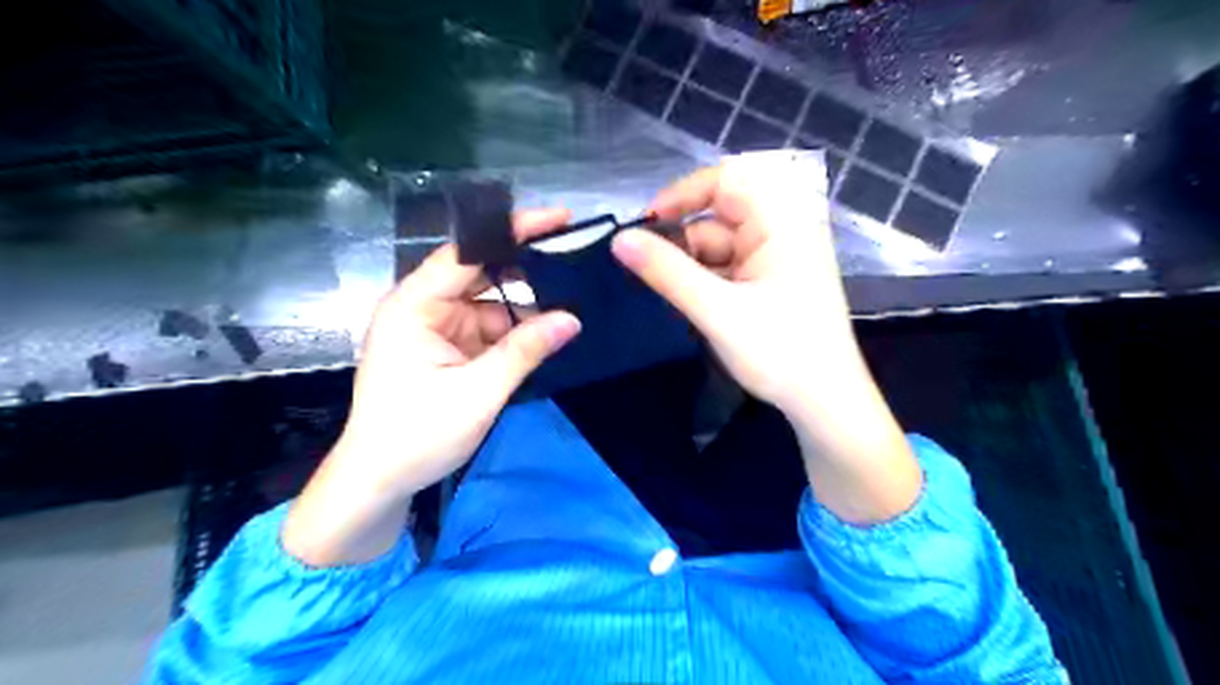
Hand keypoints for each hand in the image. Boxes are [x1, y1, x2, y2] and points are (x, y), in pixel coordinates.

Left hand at [283, 210, 577, 567]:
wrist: (379, 482)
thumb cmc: (417, 435)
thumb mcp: (478, 392)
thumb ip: (526, 351)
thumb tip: (574, 319)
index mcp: (414, 305)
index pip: (467, 252)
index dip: (512, 230)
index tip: (558, 219)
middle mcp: (422, 306)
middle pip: (480, 271)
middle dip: (524, 269)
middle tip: (573, 260)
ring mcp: (435, 327)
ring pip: (488, 301)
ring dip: (523, 307)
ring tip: (569, 301)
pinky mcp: (446, 347)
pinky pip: (486, 327)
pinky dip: (514, 331)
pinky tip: (545, 332)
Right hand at [611, 158, 914, 523]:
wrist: (827, 406)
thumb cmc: (780, 353)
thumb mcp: (716, 310)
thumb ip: (666, 272)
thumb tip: (619, 239)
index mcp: (781, 221)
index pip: (725, 180)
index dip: (681, 195)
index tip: (644, 227)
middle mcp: (781, 230)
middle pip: (717, 216)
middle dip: (681, 241)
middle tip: (644, 272)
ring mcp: (776, 258)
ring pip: (718, 245)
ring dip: (689, 266)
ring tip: (666, 296)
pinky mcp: (770, 282)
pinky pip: (727, 267)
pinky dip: (704, 281)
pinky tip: (689, 304)